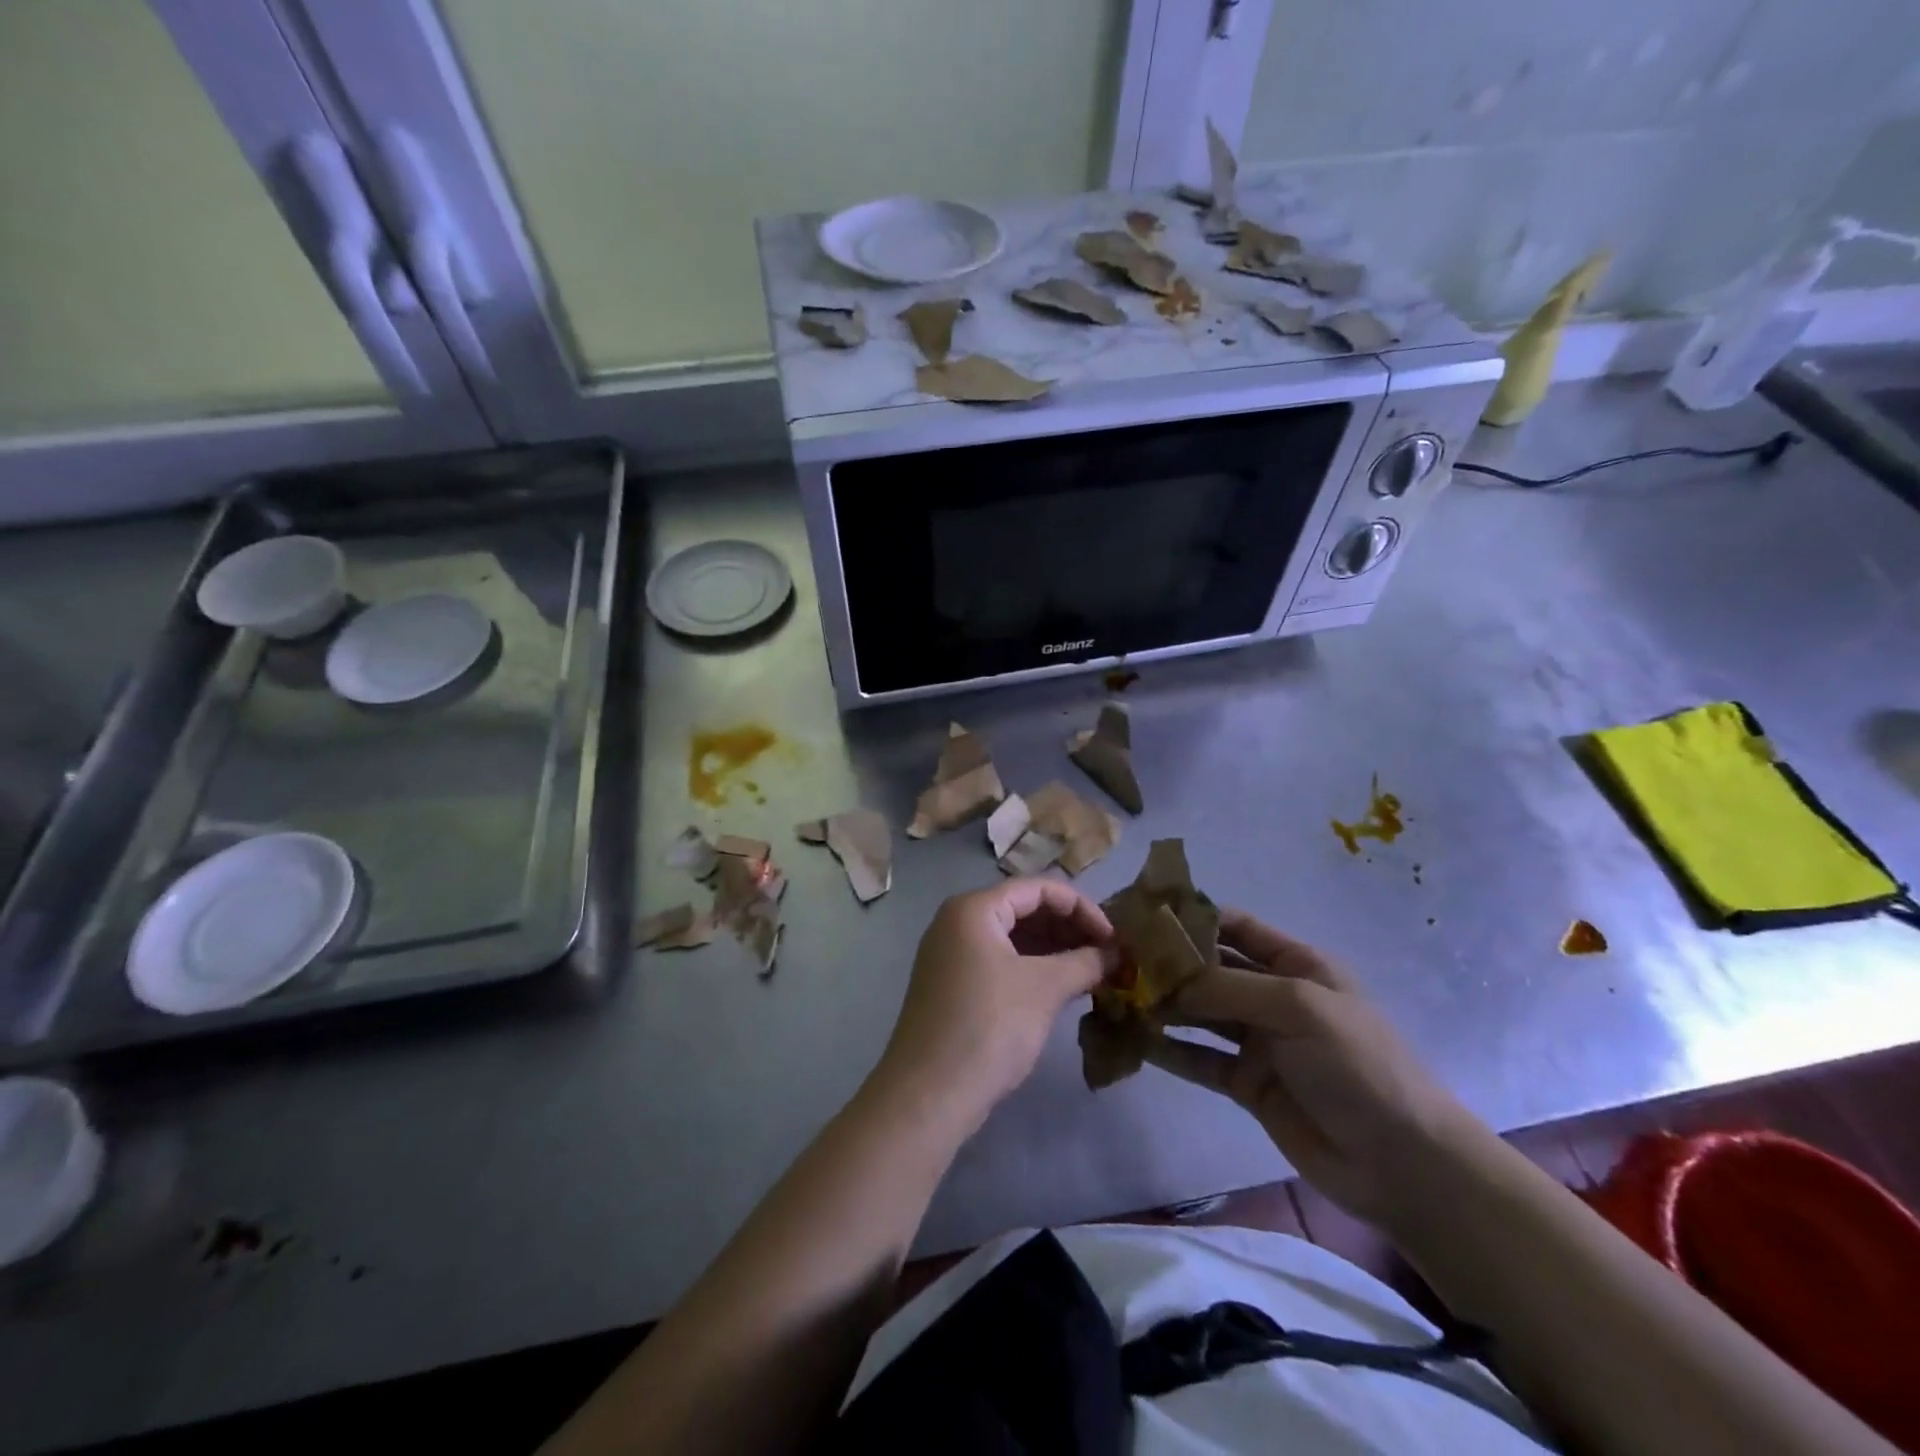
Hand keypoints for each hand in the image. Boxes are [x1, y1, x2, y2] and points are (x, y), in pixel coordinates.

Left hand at [873, 880, 1114, 1136]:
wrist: (928, 1094)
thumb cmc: (988, 1026)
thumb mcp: (1044, 988)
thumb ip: (1084, 962)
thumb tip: (1114, 954)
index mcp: (974, 908)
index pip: (1038, 888)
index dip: (1081, 908)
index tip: (1114, 938)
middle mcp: (958, 922)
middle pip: (1024, 909)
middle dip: (1069, 928)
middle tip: (1107, 956)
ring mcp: (952, 954)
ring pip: (1013, 937)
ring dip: (1054, 949)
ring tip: (1093, 971)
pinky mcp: (953, 984)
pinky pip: (1000, 961)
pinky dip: (1033, 968)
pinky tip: (1063, 987)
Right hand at [1146, 910, 1486, 1229]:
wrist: (1403, 1163)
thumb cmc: (1358, 1065)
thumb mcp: (1298, 1007)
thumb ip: (1229, 987)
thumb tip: (1167, 980)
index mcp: (1295, 964)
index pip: (1233, 926)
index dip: (1190, 918)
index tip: (1141, 916)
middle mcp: (1272, 995)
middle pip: (1210, 969)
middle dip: (1167, 963)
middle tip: (1115, 960)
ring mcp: (1259, 1041)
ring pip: (1200, 1013)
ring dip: (1164, 1005)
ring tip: (1117, 998)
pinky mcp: (1248, 1084)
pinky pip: (1201, 1060)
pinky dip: (1170, 1051)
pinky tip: (1136, 1043)